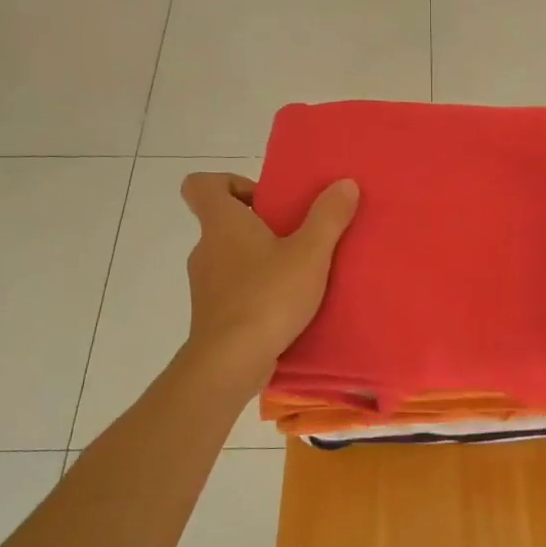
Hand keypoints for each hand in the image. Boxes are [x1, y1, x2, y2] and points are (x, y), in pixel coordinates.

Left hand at [180, 172, 358, 391]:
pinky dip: (257, 291)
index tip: (265, 200)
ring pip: (230, 258)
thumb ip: (328, 217)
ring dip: (261, 261)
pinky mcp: (212, 315)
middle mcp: (206, 249)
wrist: (230, 363)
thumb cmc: (268, 297)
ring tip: (300, 276)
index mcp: (222, 224)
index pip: (201, 185)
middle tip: (298, 238)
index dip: (229, 183)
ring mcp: (205, 285)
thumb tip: (345, 183)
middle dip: (260, 226)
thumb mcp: (310, 254)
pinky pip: (234, 290)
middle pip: (223, 223)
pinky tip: (287, 307)